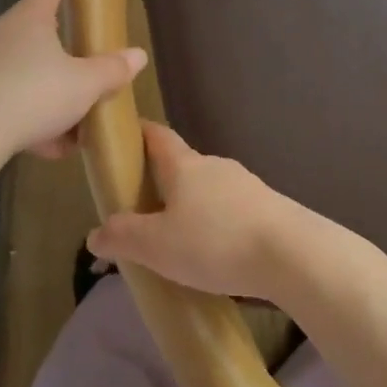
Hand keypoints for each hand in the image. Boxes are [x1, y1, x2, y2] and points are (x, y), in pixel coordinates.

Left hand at [0, 0, 146, 161]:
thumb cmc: (32, 94)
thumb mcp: (84, 86)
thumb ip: (112, 70)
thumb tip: (138, 55)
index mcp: (30, 18)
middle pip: (34, 33)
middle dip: (60, 54)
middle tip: (83, 76)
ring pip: (18, 72)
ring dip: (43, 95)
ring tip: (68, 131)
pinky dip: (21, 118)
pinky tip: (40, 146)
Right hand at [86, 122, 307, 298]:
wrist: (291, 253)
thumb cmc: (215, 241)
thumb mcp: (157, 246)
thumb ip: (123, 237)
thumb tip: (95, 233)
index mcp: (184, 165)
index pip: (157, 136)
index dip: (139, 133)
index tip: (124, 137)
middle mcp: (214, 165)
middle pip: (182, 164)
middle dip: (162, 180)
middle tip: (142, 207)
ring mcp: (245, 184)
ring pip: (208, 188)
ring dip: (191, 205)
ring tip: (178, 237)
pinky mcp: (266, 207)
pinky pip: (231, 209)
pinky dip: (216, 222)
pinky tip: (214, 252)